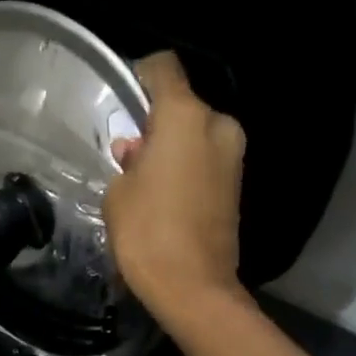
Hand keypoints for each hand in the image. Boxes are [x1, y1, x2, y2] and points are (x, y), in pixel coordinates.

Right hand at [104, 51, 247, 319]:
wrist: (192, 286)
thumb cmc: (146, 233)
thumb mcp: (118, 194)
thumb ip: (127, 163)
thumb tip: (136, 152)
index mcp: (185, 117)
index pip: (163, 69)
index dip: (140, 75)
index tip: (124, 97)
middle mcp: (217, 125)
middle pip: (182, 107)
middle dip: (155, 124)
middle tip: (129, 155)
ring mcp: (233, 155)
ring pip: (195, 136)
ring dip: (172, 149)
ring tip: (144, 181)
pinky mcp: (237, 184)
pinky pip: (205, 161)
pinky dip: (186, 169)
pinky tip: (164, 197)